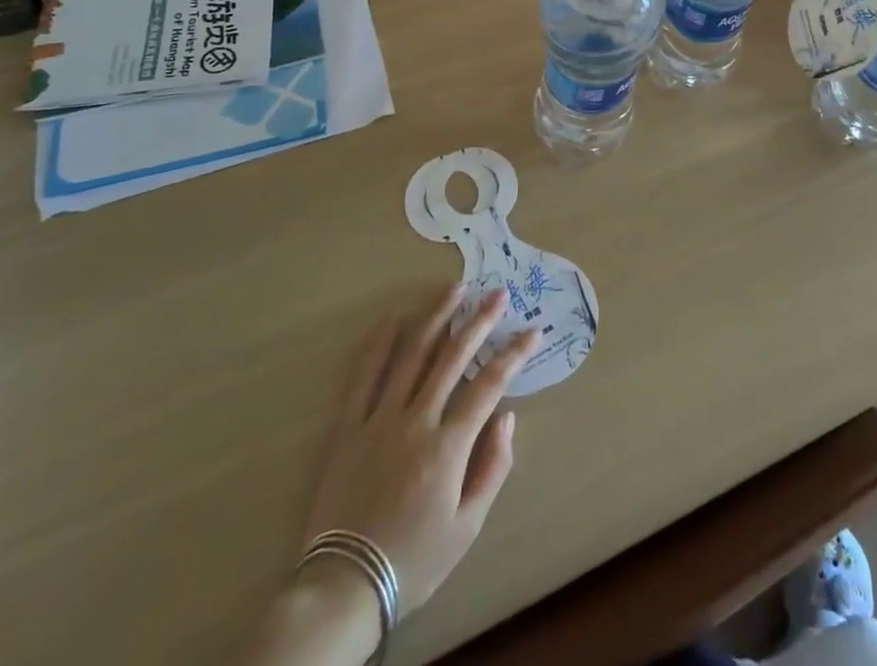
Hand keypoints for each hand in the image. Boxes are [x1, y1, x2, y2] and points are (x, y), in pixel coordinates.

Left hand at [304, 285, 536, 616]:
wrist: (344, 587)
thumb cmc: (414, 560)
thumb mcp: (467, 527)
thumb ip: (493, 468)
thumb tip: (507, 417)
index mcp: (448, 447)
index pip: (489, 386)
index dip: (514, 355)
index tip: (533, 331)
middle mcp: (416, 422)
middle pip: (452, 358)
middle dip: (480, 322)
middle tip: (497, 293)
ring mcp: (379, 421)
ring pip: (412, 356)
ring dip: (436, 318)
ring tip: (455, 289)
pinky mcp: (349, 428)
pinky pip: (364, 378)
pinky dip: (379, 345)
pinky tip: (393, 317)